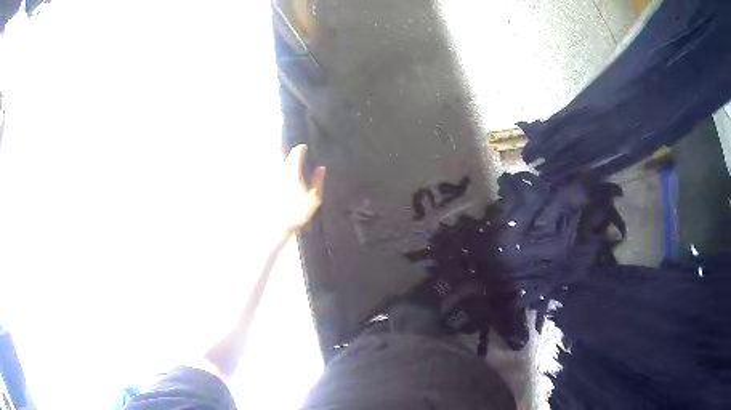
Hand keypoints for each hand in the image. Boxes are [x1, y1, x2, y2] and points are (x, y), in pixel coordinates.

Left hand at [281, 144, 325, 230]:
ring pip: (280, 165)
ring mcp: (273, 178)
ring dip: (286, 163)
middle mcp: (281, 170)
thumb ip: (318, 181)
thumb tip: (321, 168)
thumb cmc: (297, 211)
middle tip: (300, 155)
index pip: (297, 152)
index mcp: (293, 170)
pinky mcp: (268, 186)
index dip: (302, 149)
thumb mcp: (314, 198)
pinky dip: (281, 173)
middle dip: (293, 155)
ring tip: (293, 167)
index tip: (306, 148)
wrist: (276, 225)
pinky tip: (286, 181)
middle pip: (286, 157)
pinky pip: (276, 174)